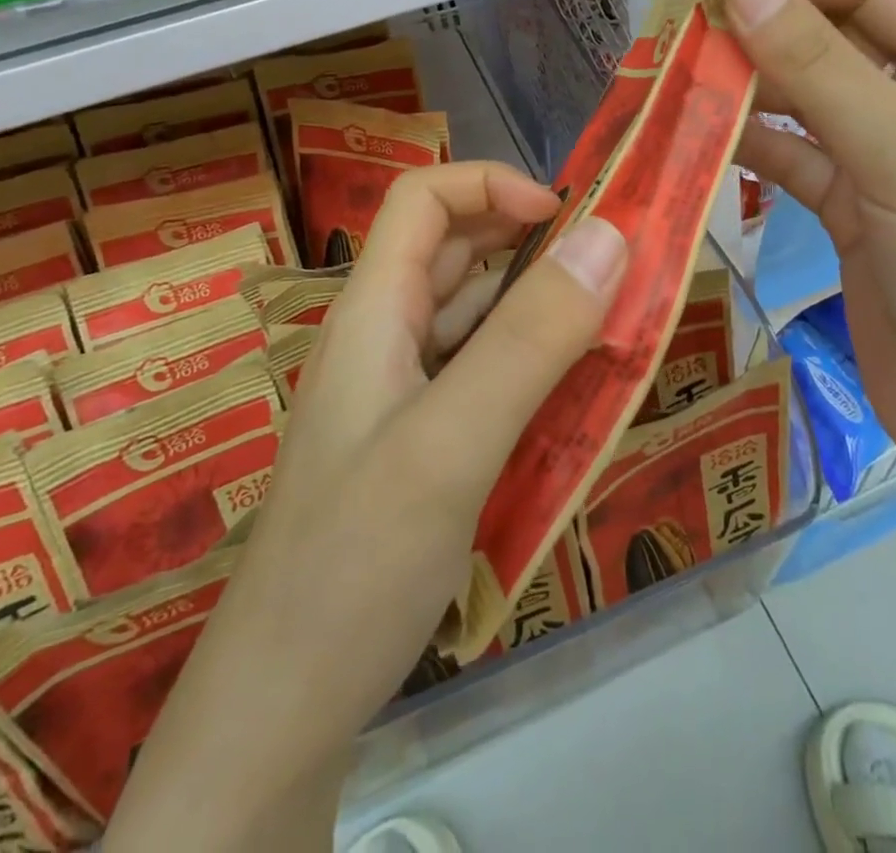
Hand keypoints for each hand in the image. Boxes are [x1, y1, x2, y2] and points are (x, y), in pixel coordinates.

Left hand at [110, 162, 626, 851]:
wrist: (281, 711)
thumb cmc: (355, 562)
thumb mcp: (451, 442)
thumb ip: (530, 339)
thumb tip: (608, 235)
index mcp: (375, 311)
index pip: (423, 198)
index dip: (492, 184)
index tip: (569, 218)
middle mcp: (385, 337)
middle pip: (455, 251)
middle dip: (533, 242)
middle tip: (614, 267)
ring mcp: (401, 393)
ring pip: (476, 316)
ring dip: (540, 306)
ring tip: (614, 323)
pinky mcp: (420, 441)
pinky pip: (483, 375)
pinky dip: (532, 365)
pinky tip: (576, 395)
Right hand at [711, 0, 895, 488]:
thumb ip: (818, 68)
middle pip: (833, 36)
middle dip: (761, 21)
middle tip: (681, 15)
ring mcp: (884, 158)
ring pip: (803, 97)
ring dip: (745, 81)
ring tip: (676, 68)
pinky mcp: (850, 210)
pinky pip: (790, 156)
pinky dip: (746, 143)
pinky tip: (698, 133)